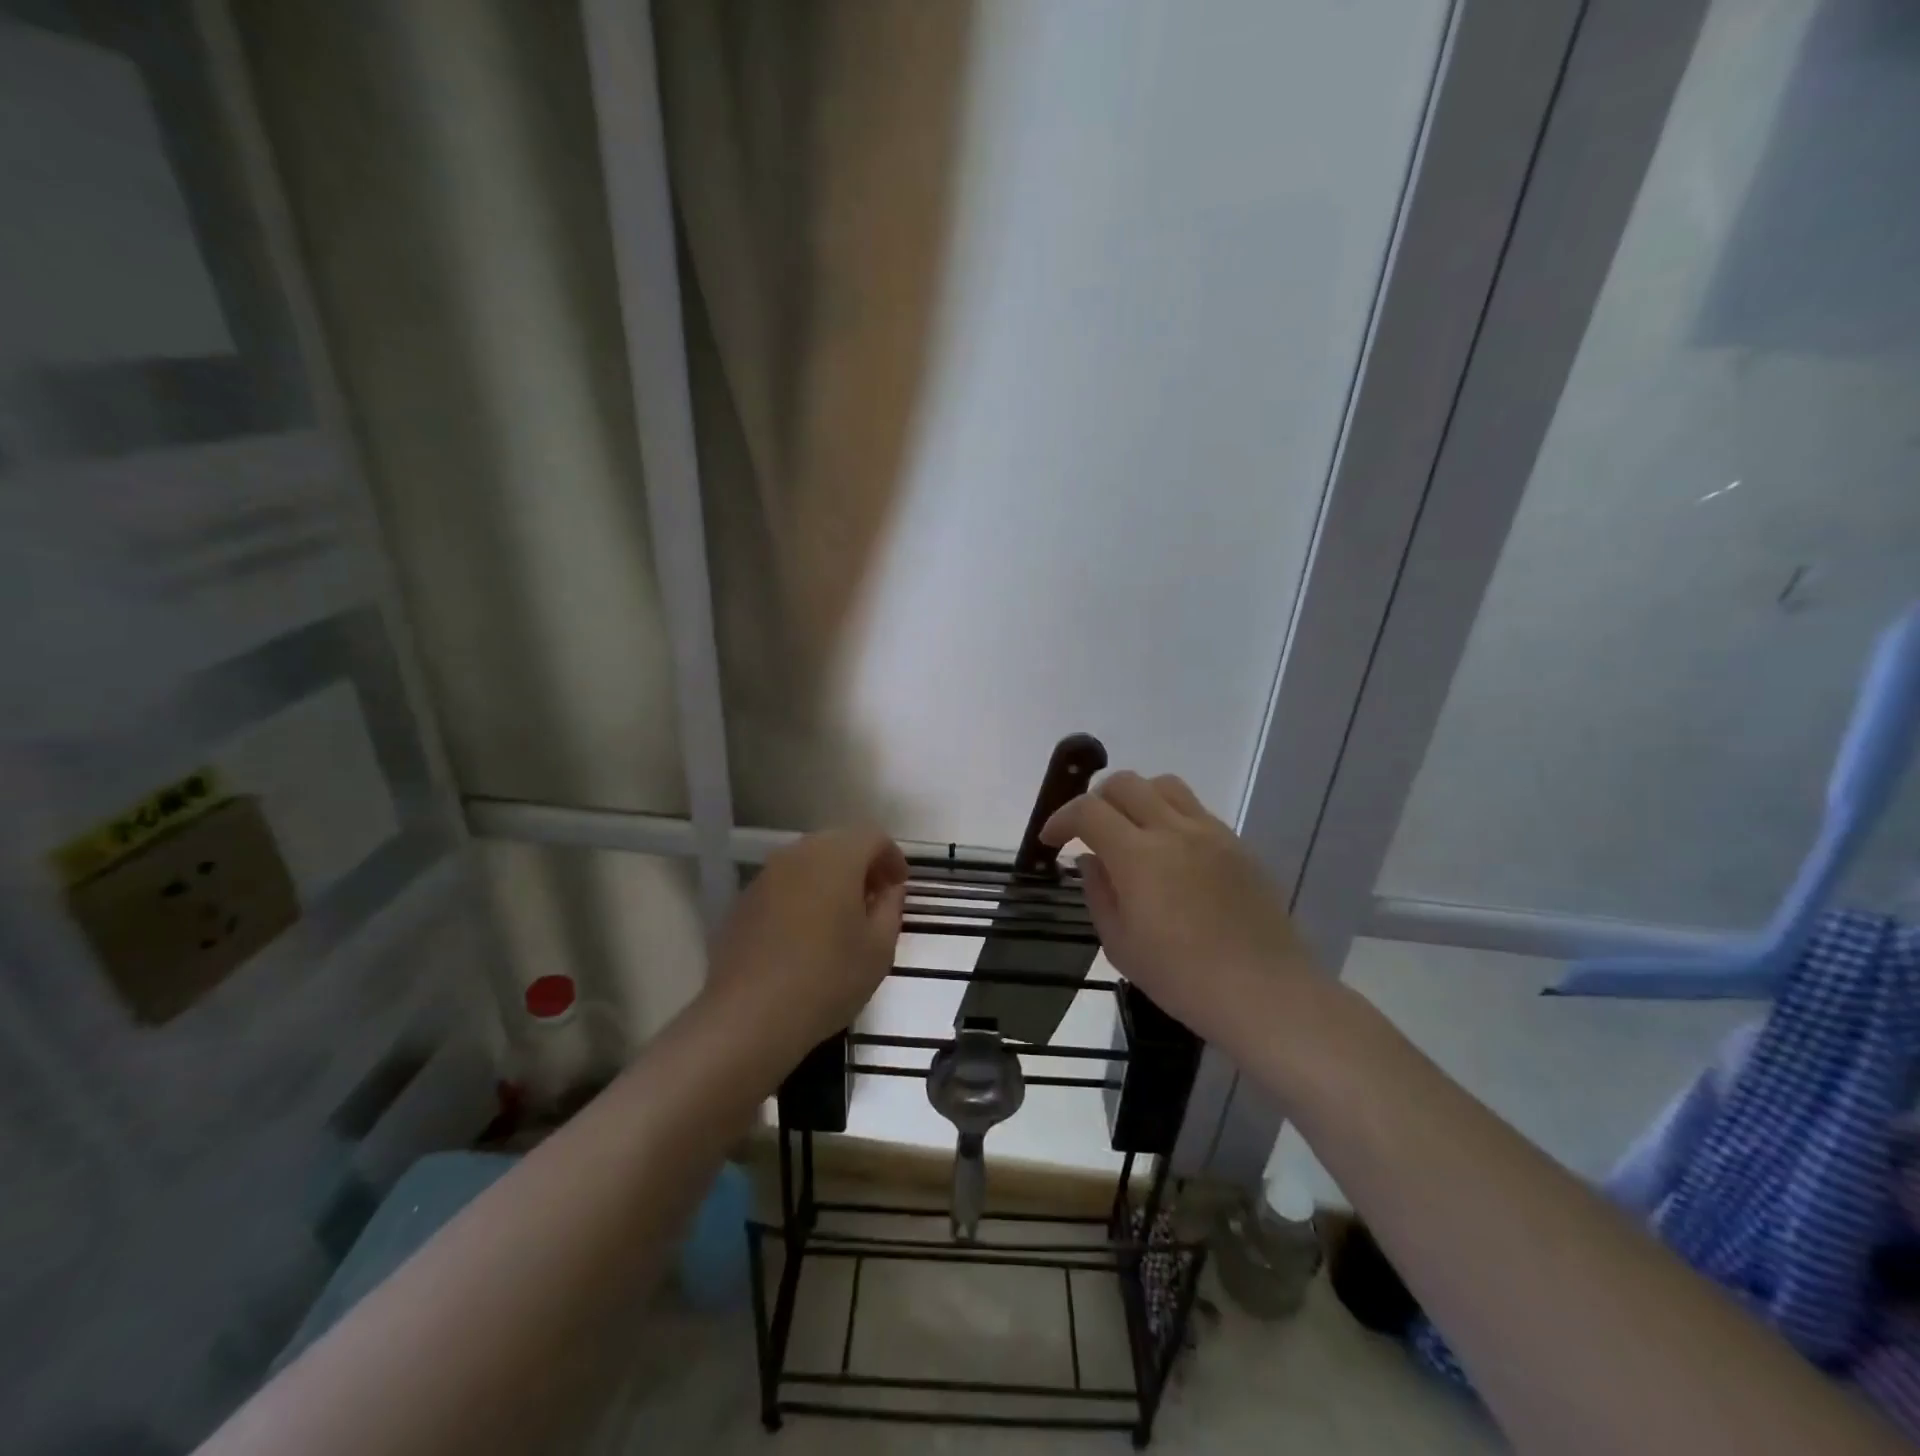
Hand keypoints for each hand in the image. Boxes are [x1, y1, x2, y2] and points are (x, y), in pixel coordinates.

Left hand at [705, 827, 908, 1055]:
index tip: (900, 888)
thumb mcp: (879, 949)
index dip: (892, 858)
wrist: (748, 1016)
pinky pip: (785, 884)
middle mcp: (799, 854)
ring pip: (809, 862)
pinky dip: (804, 895)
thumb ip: (891, 908)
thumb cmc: (827, 978)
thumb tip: (889, 890)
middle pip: (839, 844)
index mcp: (837, 857)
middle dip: (862, 865)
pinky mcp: (745, 900)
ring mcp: (767, 875)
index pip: (873, 837)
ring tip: (843, 918)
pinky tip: (808, 933)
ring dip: (832, 879)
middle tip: (876, 900)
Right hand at [1041, 771, 1320, 1049]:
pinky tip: (1169, 852)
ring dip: (1136, 797)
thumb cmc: (1183, 979)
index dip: (1061, 818)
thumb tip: (1090, 860)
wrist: (1266, 993)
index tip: (1051, 840)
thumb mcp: (1121, 945)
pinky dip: (1169, 815)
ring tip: (1129, 830)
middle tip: (1087, 831)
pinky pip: (1195, 809)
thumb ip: (1098, 893)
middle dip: (1095, 799)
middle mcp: (1174, 830)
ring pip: (1164, 785)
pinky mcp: (1237, 844)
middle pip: (1125, 783)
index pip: (1088, 810)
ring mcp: (1211, 833)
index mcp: (1138, 856)